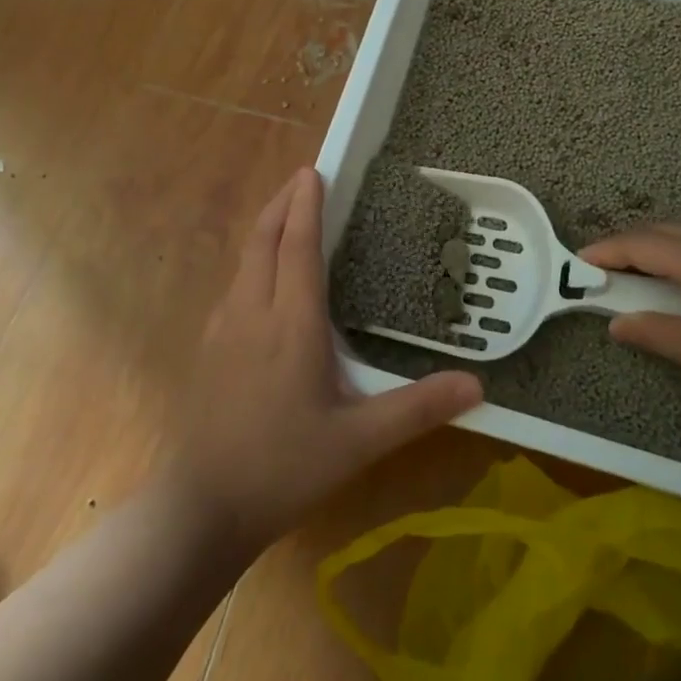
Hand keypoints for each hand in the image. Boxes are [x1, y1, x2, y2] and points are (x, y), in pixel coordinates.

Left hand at [167, 167, 483, 557]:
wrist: (201, 509)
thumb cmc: (283, 469)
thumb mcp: (359, 441)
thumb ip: (417, 408)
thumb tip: (478, 385)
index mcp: (290, 324)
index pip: (297, 247)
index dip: (305, 205)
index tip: (313, 171)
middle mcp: (251, 313)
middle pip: (262, 241)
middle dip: (280, 203)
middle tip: (302, 179)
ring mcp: (222, 330)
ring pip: (243, 261)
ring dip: (265, 230)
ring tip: (286, 217)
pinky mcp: (207, 349)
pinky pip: (234, 286)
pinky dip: (253, 261)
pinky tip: (263, 281)